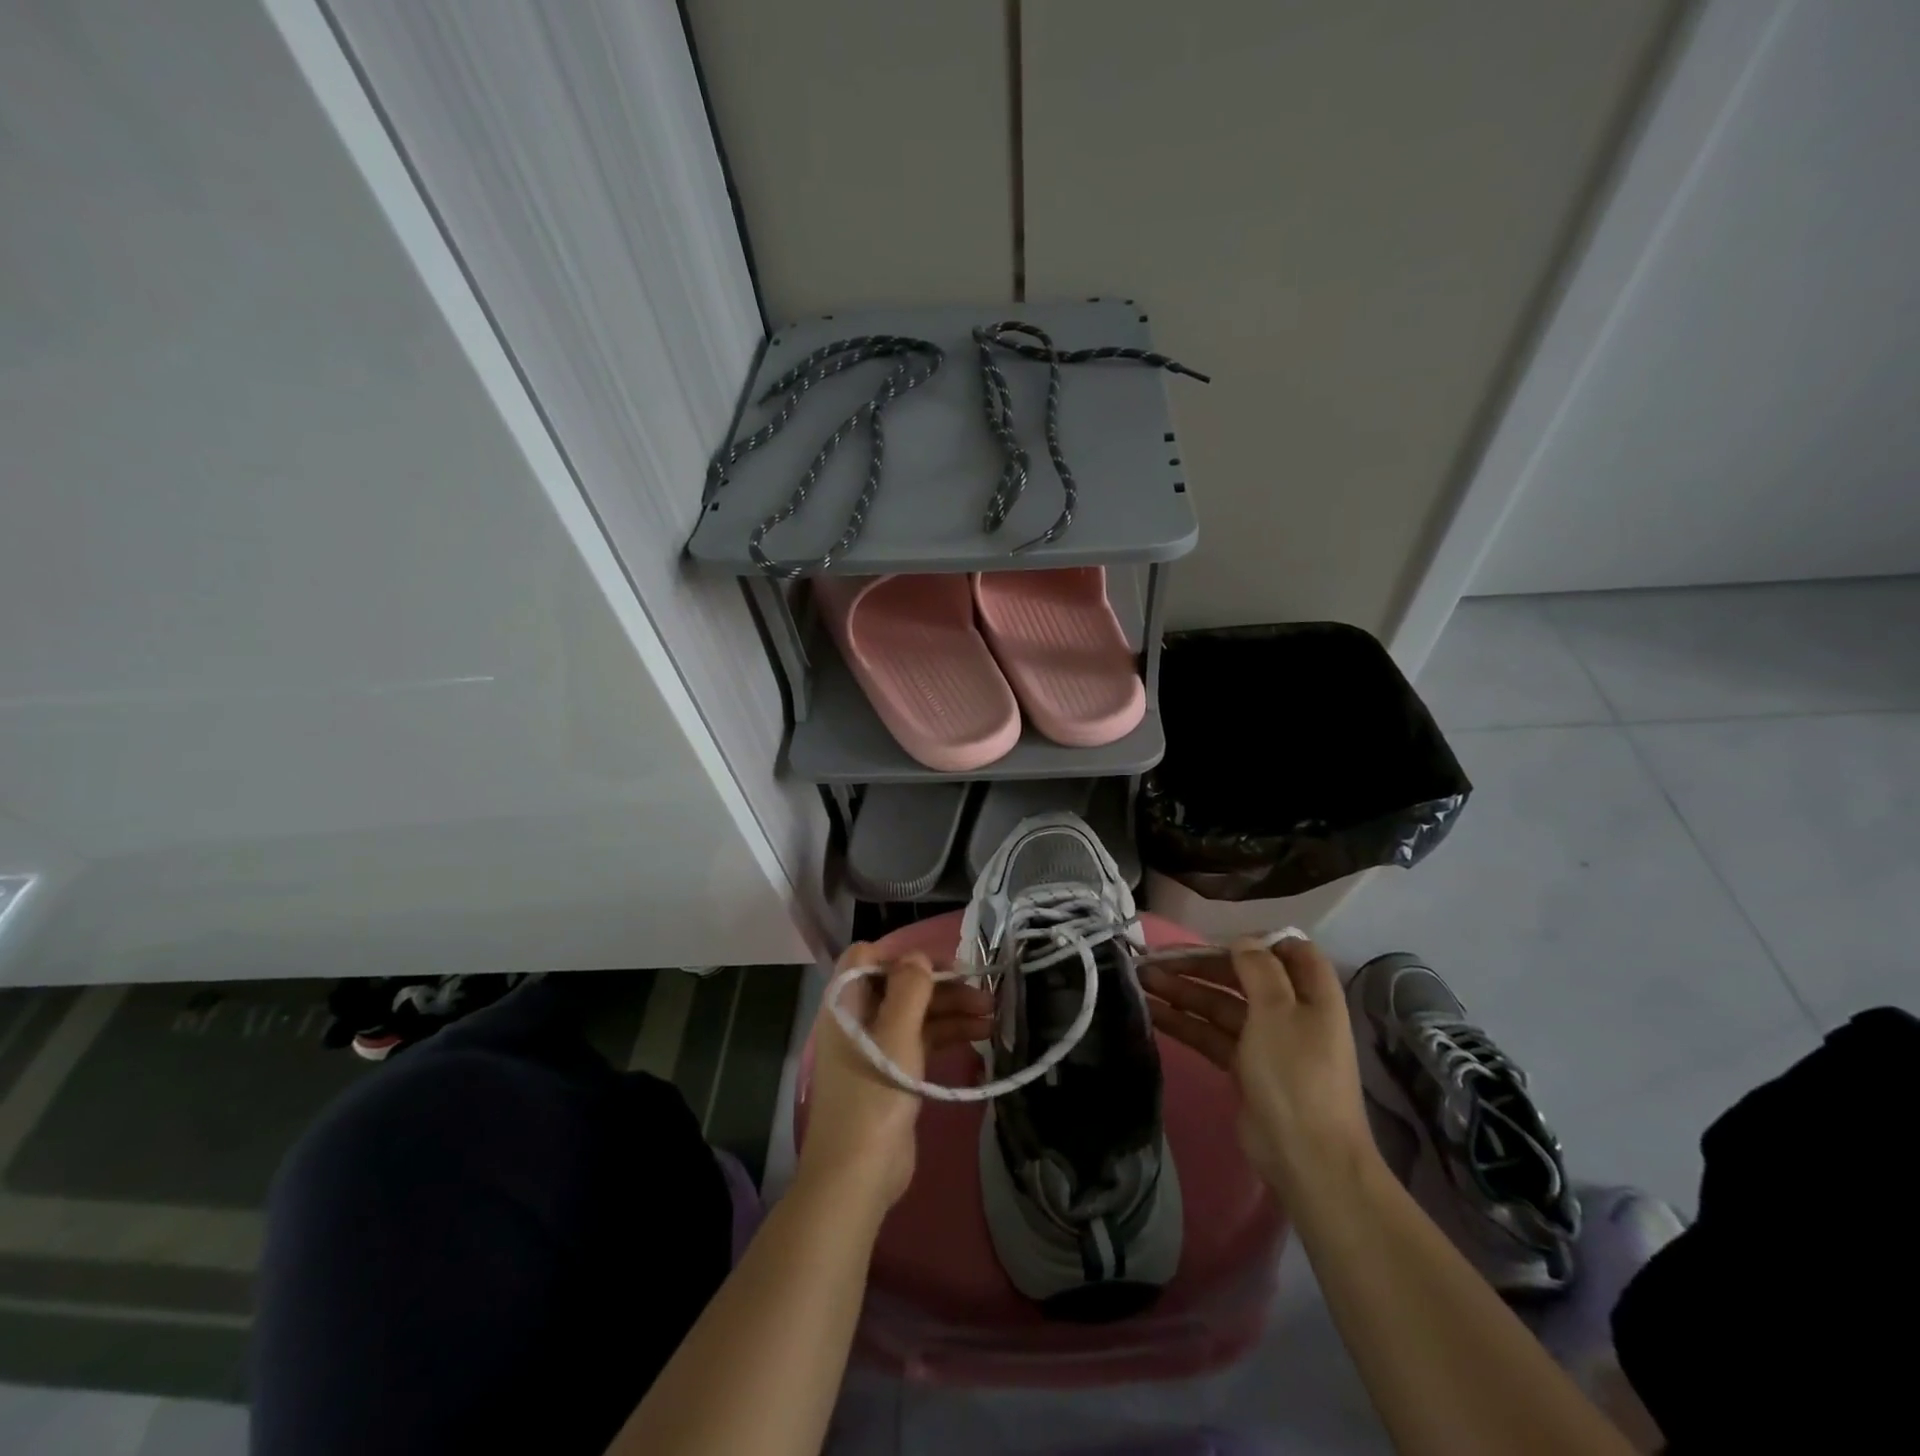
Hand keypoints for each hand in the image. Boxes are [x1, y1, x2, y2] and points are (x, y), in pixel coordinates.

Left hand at [796, 945, 993, 1214]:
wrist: (858, 1175)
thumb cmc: (874, 1094)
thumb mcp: (896, 1034)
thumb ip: (910, 988)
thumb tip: (919, 957)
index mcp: (846, 1003)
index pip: (869, 958)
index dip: (905, 955)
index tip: (945, 963)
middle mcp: (858, 1019)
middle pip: (901, 986)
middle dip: (942, 985)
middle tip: (984, 991)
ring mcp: (876, 1048)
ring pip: (916, 1014)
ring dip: (951, 1010)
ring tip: (993, 1015)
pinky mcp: (893, 1074)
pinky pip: (921, 1041)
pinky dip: (948, 1034)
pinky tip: (981, 1036)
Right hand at [1140, 936, 1378, 1200]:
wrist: (1307, 1157)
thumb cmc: (1296, 1074)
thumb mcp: (1278, 1011)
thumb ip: (1258, 969)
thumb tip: (1242, 940)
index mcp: (1312, 994)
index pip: (1290, 951)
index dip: (1256, 940)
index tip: (1215, 938)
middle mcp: (1291, 1012)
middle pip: (1243, 977)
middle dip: (1201, 966)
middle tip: (1157, 959)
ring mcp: (1266, 1041)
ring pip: (1220, 1005)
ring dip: (1183, 991)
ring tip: (1141, 979)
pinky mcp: (1244, 1067)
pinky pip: (1211, 1034)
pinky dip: (1184, 1021)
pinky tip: (1152, 1012)